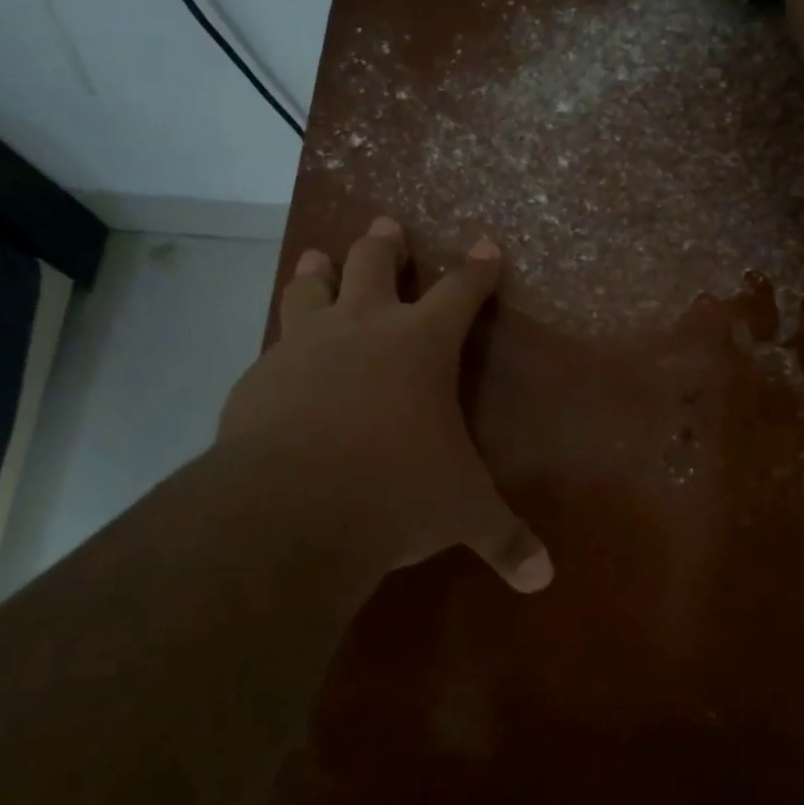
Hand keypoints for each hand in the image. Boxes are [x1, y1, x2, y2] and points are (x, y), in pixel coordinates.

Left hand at [216, 217, 552, 592]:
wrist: (291, 508)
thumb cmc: (396, 491)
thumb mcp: (461, 514)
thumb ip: (505, 539)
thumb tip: (544, 579)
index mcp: (422, 344)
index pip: (461, 291)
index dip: (478, 268)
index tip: (486, 245)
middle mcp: (364, 327)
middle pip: (375, 262)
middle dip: (386, 243)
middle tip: (387, 225)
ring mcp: (305, 346)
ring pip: (312, 287)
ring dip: (320, 270)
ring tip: (318, 257)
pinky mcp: (260, 376)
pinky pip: (275, 344)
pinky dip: (286, 339)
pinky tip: (282, 354)